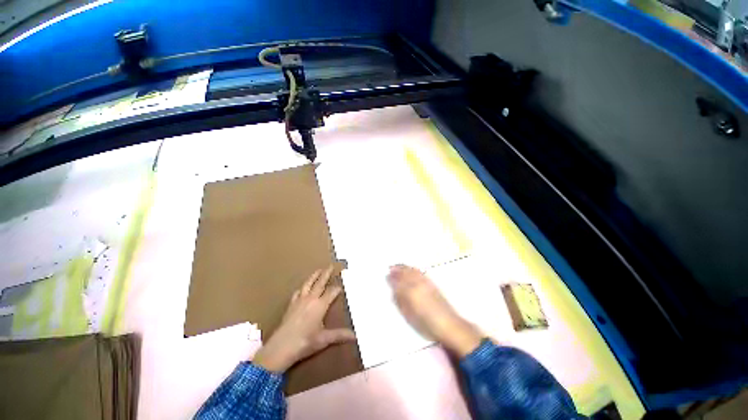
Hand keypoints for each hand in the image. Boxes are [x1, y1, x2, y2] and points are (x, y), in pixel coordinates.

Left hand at [252, 265, 355, 372]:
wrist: (281, 347)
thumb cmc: (305, 342)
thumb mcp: (324, 339)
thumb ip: (340, 335)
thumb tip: (355, 336)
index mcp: (320, 305)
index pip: (331, 292)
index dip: (337, 288)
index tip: (341, 284)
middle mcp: (311, 299)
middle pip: (320, 283)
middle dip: (326, 274)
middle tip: (330, 266)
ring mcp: (299, 301)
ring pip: (308, 284)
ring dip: (314, 276)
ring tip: (318, 270)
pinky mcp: (291, 305)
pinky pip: (297, 292)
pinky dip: (302, 288)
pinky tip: (302, 288)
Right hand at [387, 264, 481, 356]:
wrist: (449, 325)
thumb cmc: (426, 324)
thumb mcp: (409, 316)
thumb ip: (400, 301)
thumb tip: (393, 291)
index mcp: (410, 292)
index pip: (398, 281)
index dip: (391, 278)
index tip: (386, 275)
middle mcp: (417, 283)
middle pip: (405, 273)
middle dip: (397, 269)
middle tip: (390, 268)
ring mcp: (425, 282)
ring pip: (412, 270)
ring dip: (404, 267)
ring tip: (398, 266)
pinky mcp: (432, 283)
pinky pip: (420, 272)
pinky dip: (413, 269)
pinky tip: (411, 269)